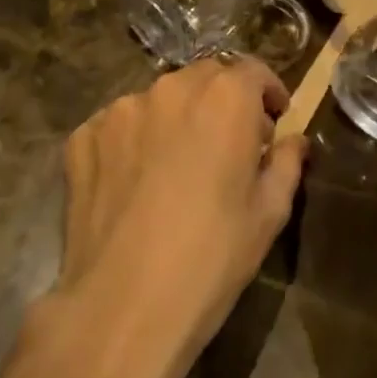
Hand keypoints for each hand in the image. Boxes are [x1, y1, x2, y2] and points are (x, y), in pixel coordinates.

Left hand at [24, 56, 307, 377]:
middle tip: (227, 146)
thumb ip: (286, 162)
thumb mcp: (268, 213)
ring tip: (175, 168)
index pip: (252, 70)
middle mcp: (170, 89)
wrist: (123, 307)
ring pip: (158, 101)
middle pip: (204, 78)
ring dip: (175, 121)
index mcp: (224, 98)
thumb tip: (293, 140)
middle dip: (221, 102)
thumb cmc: (211, 258)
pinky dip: (132, 142)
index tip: (272, 121)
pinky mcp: (83, 137)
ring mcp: (120, 110)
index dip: (267, 92)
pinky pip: (117, 127)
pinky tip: (134, 184)